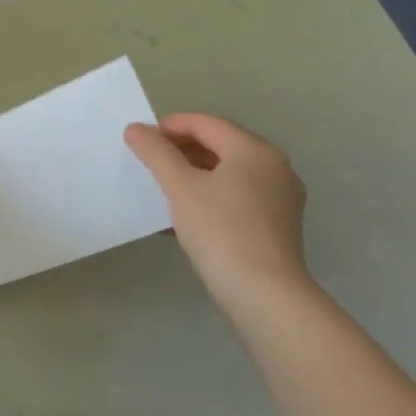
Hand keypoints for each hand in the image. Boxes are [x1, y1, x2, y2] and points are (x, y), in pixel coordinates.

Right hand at [124, 113, 309, 303]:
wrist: (263, 292)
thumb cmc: (220, 230)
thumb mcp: (180, 187)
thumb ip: (156, 153)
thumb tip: (135, 128)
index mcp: (254, 150)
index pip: (206, 123)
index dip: (170, 125)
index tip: (141, 140)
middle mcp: (274, 166)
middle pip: (220, 145)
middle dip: (181, 150)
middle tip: (149, 162)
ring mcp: (281, 196)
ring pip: (229, 172)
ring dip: (194, 174)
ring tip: (163, 188)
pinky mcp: (278, 224)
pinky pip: (238, 195)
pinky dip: (211, 195)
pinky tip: (186, 214)